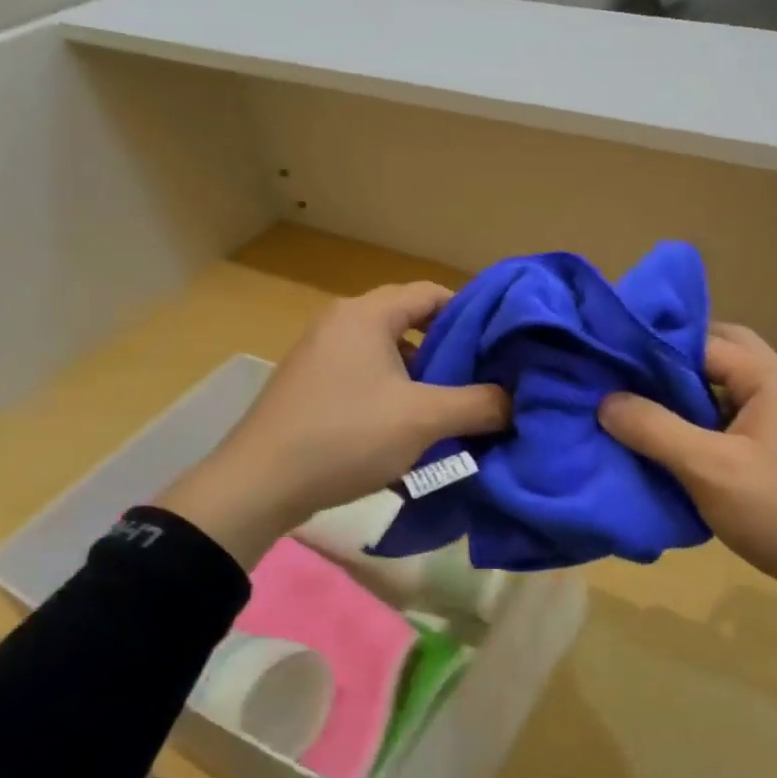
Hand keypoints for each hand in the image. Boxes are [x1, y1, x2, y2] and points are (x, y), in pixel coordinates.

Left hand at [156, 283, 509, 566]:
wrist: (260, 484)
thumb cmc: (346, 436)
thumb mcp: (424, 419)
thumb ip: (479, 405)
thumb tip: (516, 401)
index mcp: (367, 314)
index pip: (431, 293)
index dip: (472, 315)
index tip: (499, 345)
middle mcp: (341, 323)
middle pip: (411, 324)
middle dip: (450, 353)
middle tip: (482, 382)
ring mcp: (320, 355)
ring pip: (388, 356)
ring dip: (422, 380)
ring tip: (452, 411)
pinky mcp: (311, 387)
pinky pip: (365, 379)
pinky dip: (393, 395)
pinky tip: (409, 431)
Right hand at [599, 323, 776, 663]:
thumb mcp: (708, 470)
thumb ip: (653, 430)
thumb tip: (606, 400)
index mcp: (773, 376)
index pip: (705, 341)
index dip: (658, 349)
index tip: (614, 365)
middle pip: (725, 357)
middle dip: (678, 367)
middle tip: (633, 387)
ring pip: (736, 391)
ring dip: (696, 399)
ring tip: (650, 417)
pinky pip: (748, 421)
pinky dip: (715, 425)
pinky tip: (688, 451)